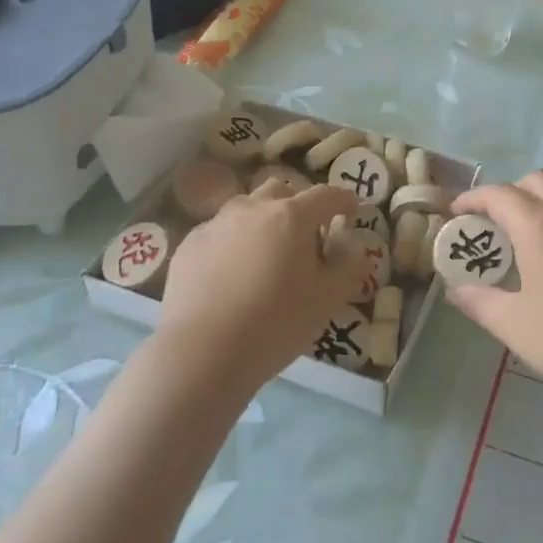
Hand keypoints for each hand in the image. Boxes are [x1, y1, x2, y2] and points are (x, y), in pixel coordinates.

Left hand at [156, 179, 366, 388]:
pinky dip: (232, 243)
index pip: (326, 195)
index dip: (343, 200)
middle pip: (281, 191)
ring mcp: (216, 223)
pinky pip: (218, 233)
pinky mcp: (189, 245)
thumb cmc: (276, 322)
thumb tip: (354, 246)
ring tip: (266, 253)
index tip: (352, 210)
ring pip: (245, 208)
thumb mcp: (327, 299)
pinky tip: (231, 274)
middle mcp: (252, 208)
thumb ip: (348, 266)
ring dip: (262, 220)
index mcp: (291, 216)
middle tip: (306, 234)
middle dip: (297, 205)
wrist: (202, 352)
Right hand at [447, 172, 542, 404]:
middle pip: (533, 182)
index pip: (498, 194)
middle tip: (492, 229)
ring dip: (536, 212)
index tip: (455, 214)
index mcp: (539, 226)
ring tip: (522, 252)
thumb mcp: (518, 327)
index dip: (471, 199)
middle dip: (506, 196)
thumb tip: (456, 290)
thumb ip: (481, 304)